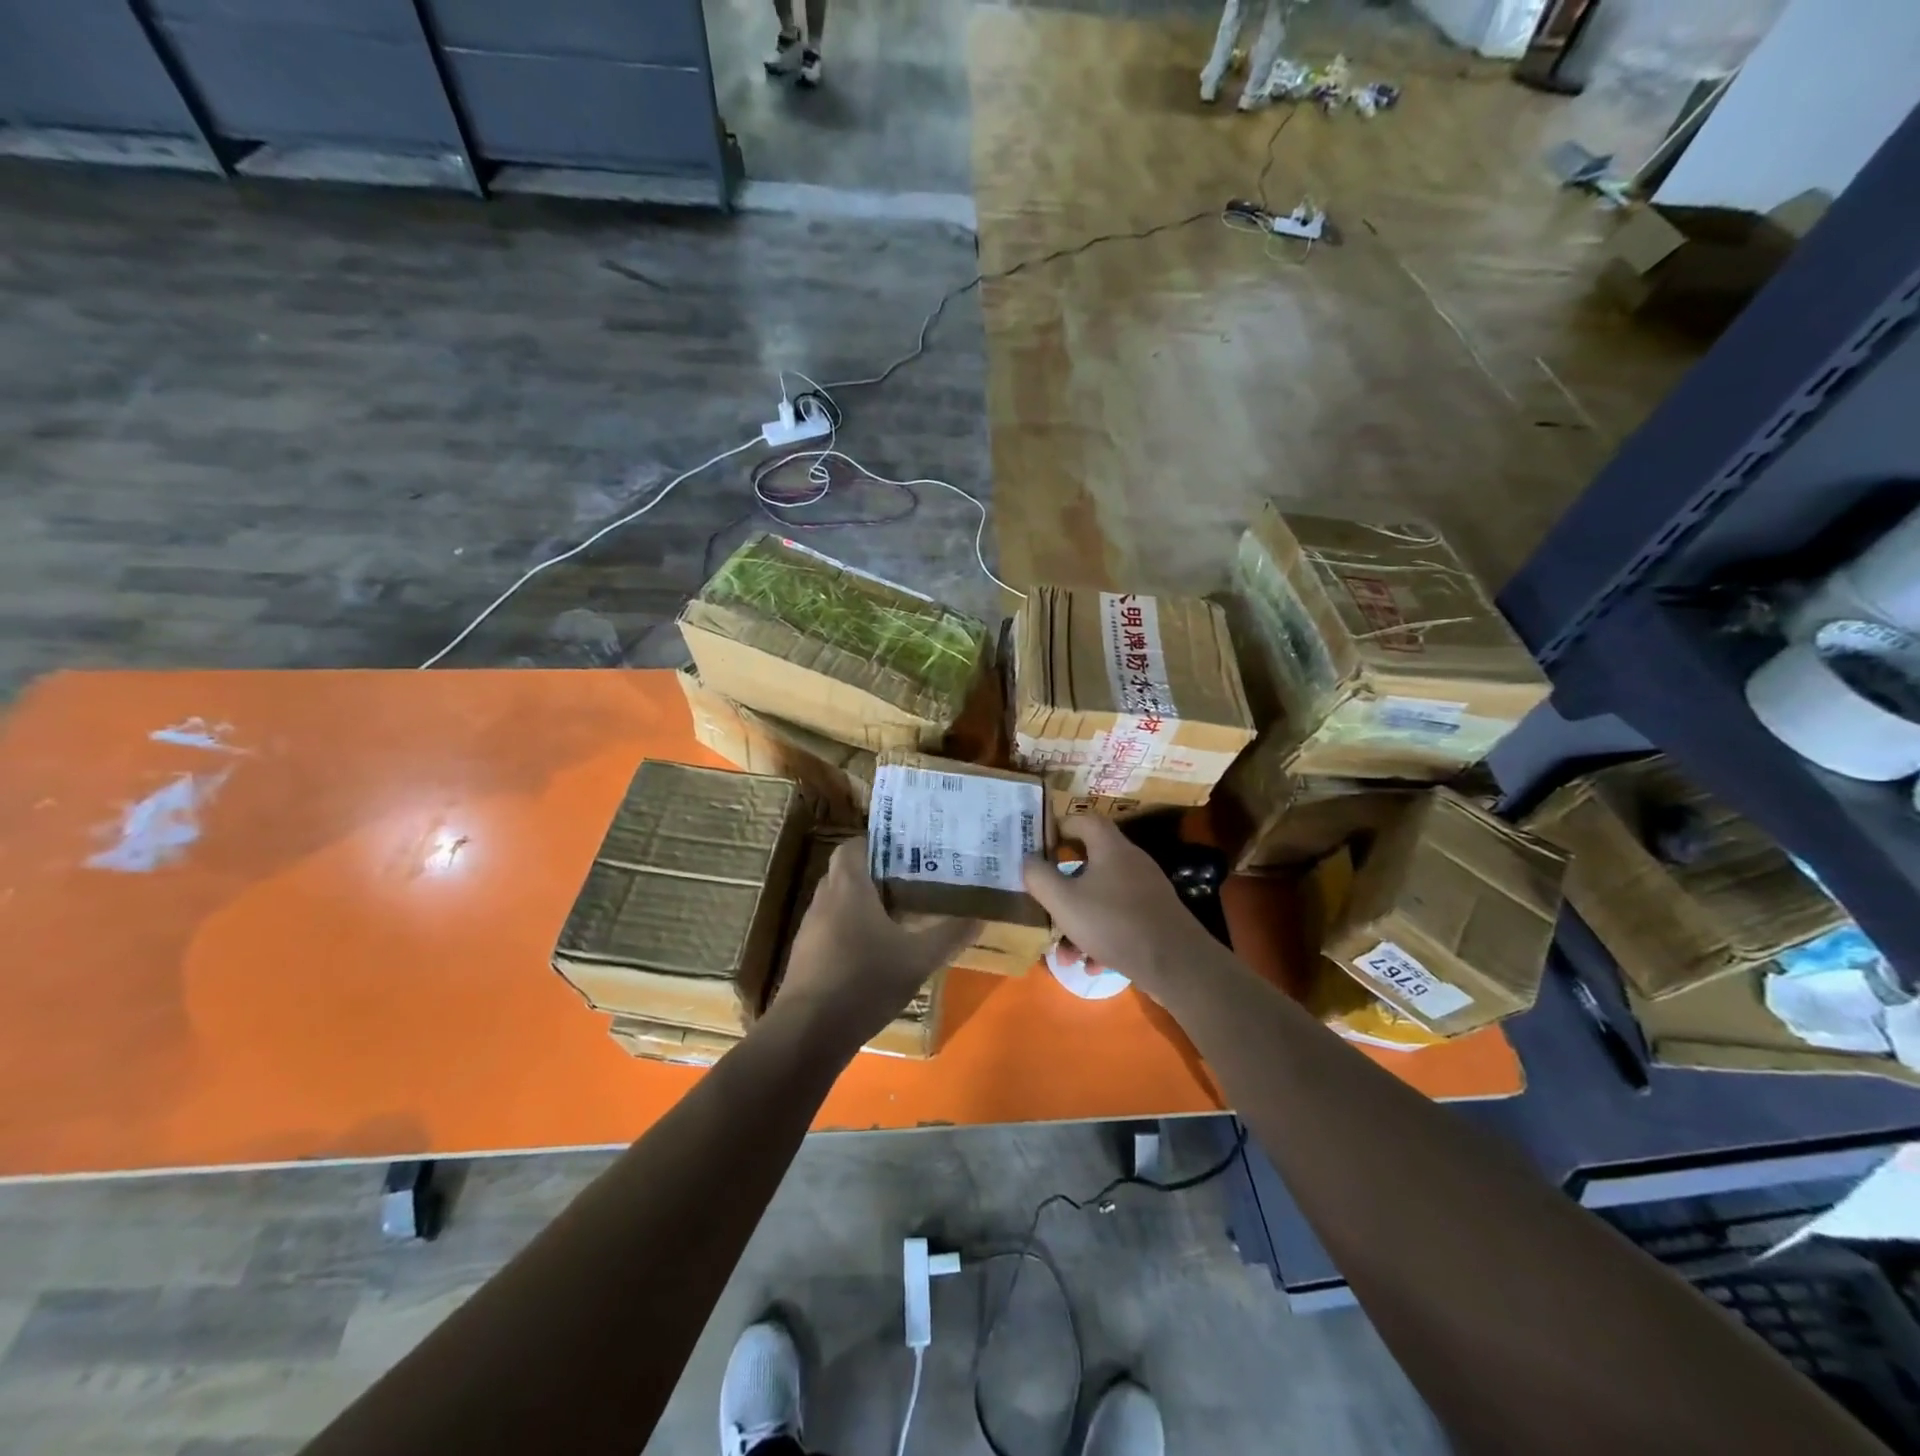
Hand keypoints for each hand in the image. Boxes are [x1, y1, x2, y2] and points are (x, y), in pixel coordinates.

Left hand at [770, 841, 977, 1053]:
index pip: (853, 846)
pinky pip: (830, 929)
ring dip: (863, 904)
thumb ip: (949, 935)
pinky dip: (851, 930)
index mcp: (848, 888)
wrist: (809, 1032)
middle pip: (846, 872)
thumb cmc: (864, 982)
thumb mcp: (917, 959)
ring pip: (837, 902)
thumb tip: (980, 917)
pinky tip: (875, 952)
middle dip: (876, 874)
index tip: (906, 850)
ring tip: (898, 913)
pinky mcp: (805, 957)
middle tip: (911, 880)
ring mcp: (810, 929)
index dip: (877, 842)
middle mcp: (824, 900)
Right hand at [1022, 815, 1218, 998]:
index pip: (1083, 820)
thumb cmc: (1114, 924)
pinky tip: (1092, 964)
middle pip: (1089, 862)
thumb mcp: (1064, 902)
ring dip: (1078, 921)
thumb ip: (1039, 877)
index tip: (1038, 847)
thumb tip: (1028, 860)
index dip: (1058, 827)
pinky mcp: (1155, 916)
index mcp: (1110, 847)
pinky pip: (1118, 918)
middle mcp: (1130, 861)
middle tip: (1044, 902)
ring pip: (1101, 897)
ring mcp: (1145, 890)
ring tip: (1065, 953)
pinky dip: (1101, 937)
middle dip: (1062, 887)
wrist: (1177, 965)